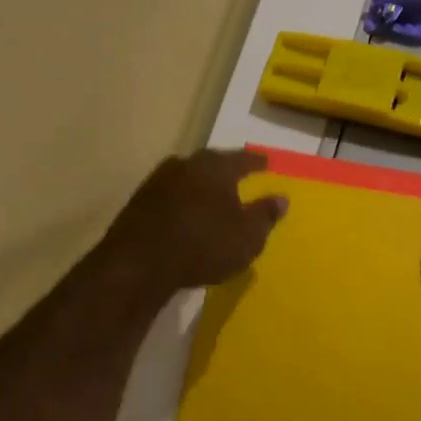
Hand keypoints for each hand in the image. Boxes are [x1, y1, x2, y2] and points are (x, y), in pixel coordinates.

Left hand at [103, 149, 287, 294]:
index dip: (257, 161)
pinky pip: (171, 196)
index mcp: (215, 167)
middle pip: (211, 163)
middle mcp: (186, 165)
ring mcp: (158, 181)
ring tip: (213, 198)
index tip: (267, 161)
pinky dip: (183, 202)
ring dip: (202, 187)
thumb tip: (281, 198)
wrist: (139, 263)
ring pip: (188, 178)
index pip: (242, 158)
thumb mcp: (247, 237)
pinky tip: (187, 216)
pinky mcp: (139, 201)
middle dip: (226, 170)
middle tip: (239, 176)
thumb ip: (265, 215)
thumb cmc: (203, 245)